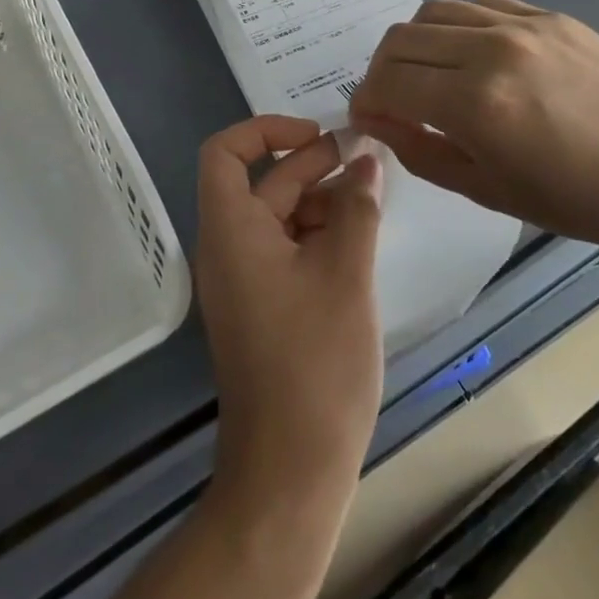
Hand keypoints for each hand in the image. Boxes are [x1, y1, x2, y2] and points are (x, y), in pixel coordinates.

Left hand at [195, 116, 385, 516]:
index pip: (224, 152)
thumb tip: (367, 159)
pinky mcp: (263, 307)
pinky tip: (360, 239)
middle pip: (262, 183)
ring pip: (279, 216)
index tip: (317, 136)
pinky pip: (286, 250)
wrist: (291, 468)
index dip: (266, 131)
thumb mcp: (345, 272)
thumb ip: (357, 207)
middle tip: (367, 158)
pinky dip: (319, 234)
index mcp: (232, 231)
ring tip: (373, 198)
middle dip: (313, 163)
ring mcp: (244, 281)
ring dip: (322, 199)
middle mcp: (229, 248)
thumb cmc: (315, 362)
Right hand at [347, 0, 598, 256]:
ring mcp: (524, 25)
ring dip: (417, 43)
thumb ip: (420, 151)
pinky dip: (460, 26)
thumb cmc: (578, 200)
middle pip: (401, 37)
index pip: (388, 81)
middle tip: (391, 99)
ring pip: (436, 11)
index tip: (367, 117)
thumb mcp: (487, 190)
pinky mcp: (551, 15)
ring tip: (430, 75)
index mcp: (475, 102)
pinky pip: (482, 5)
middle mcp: (492, 49)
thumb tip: (374, 120)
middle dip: (381, 70)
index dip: (365, 100)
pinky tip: (475, 56)